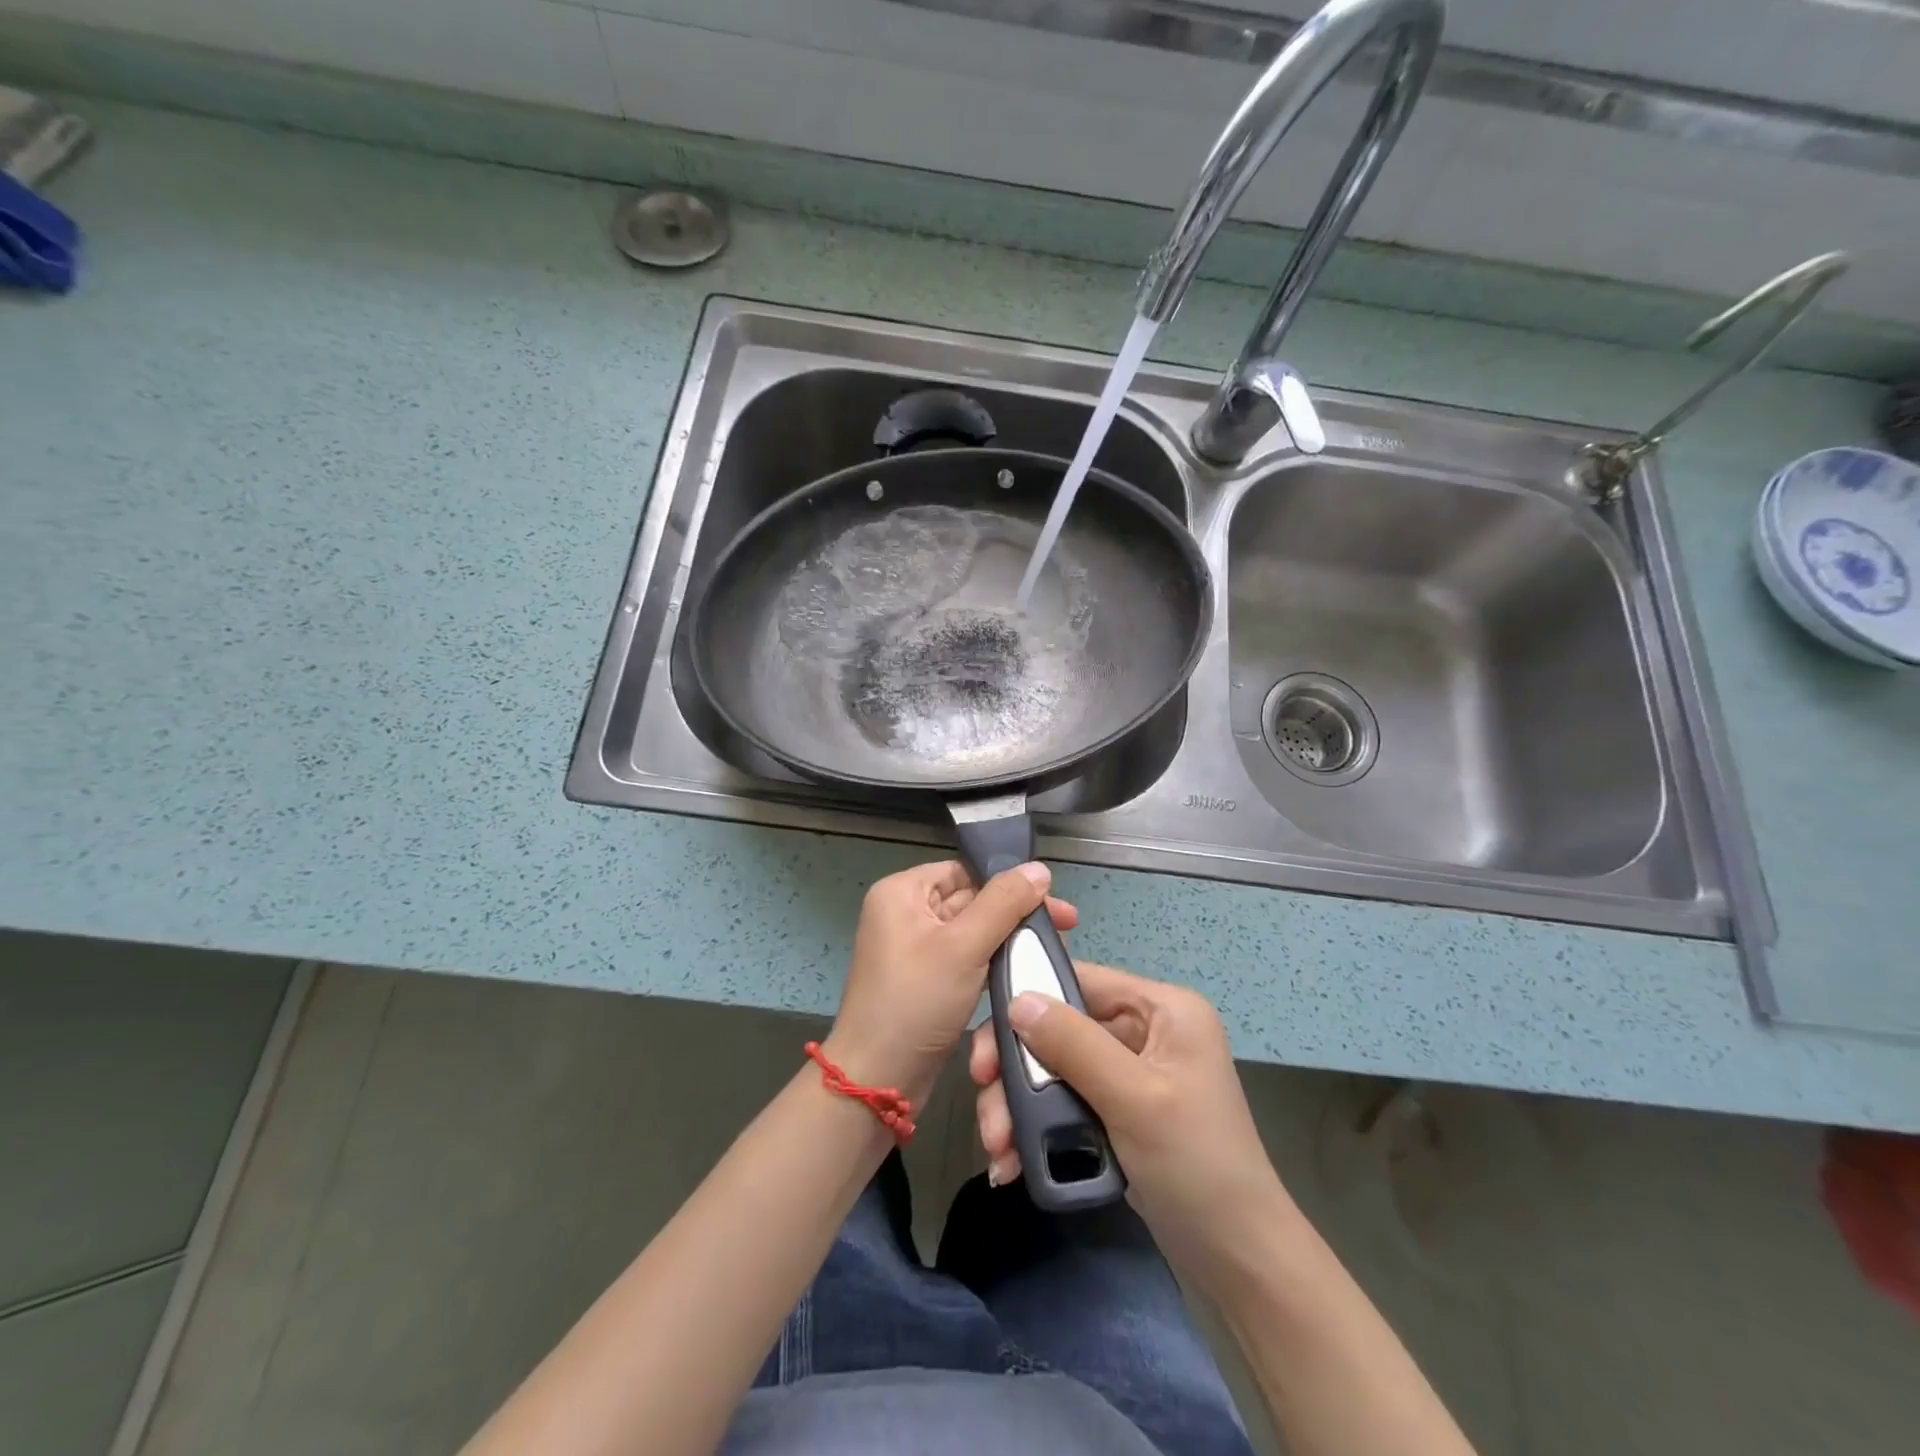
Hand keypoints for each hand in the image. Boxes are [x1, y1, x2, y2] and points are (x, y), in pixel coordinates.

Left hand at [825, 860, 1076, 1106]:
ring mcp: (914, 949)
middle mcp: (904, 913)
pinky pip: (965, 959)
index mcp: (901, 893)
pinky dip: (992, 963)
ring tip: (1052, 947)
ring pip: (972, 932)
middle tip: (1066, 925)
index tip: (1052, 899)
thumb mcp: (963, 946)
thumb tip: (1039, 868)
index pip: (963, 871)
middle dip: (1014, 913)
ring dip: (1008, 939)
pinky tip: (1025, 969)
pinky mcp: (926, 981)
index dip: (1007, 881)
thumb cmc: (916, 1001)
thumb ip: (1003, 903)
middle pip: (970, 899)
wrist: (878, 1080)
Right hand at [970, 961, 1286, 1287]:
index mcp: (1163, 1009)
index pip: (1081, 980)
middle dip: (1018, 1067)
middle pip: (1061, 1027)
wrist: (1239, 1262)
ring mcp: (1132, 1072)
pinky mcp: (1120, 1110)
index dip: (1028, 1000)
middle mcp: (1147, 1029)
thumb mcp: (1134, 1098)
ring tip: (996, 1147)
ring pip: (1057, 1067)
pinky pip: (1067, 1101)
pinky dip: (1039, 1126)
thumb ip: (1074, 1044)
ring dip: (1020, 1103)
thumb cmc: (1196, 1165)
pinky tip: (1012, 1160)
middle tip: (983, 1098)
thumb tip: (1016, 999)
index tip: (985, 1040)